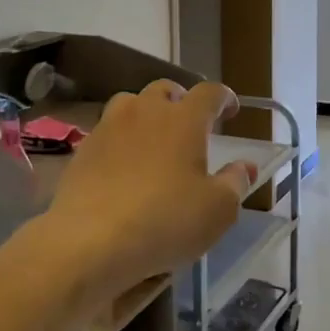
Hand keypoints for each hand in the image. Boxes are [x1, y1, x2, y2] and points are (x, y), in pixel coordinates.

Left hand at [43, 81, 255, 294]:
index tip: (231, 110)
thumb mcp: (217, 210)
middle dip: (181, 101)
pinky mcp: (83, 149)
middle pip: (166, 89)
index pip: (210, 93)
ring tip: (154, 138)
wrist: (89, 241)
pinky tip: (123, 165)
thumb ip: (235, 183)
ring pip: (130, 104)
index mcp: (184, 119)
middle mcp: (145, 111)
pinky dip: (121, 139)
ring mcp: (109, 127)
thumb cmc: (165, 221)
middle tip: (190, 124)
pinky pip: (107, 132)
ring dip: (146, 113)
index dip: (224, 98)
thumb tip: (246, 166)